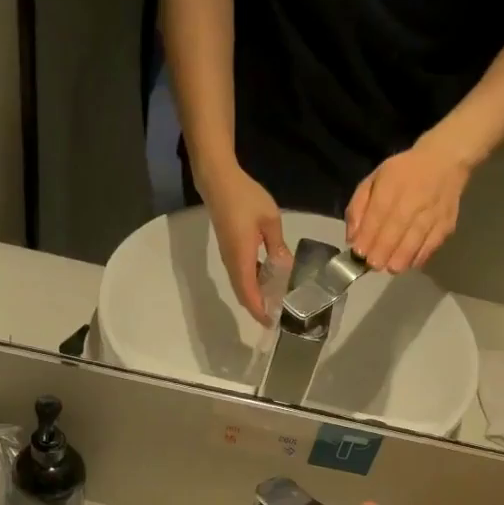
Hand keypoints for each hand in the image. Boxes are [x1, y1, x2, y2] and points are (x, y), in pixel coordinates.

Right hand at [202, 164, 289, 323]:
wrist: (217, 181)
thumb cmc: (245, 198)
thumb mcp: (270, 220)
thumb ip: (278, 246)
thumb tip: (286, 267)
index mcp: (242, 259)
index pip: (249, 295)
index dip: (260, 311)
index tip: (273, 323)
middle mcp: (233, 264)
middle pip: (243, 295)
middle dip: (259, 309)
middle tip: (279, 316)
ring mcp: (229, 258)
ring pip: (241, 286)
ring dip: (256, 297)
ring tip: (276, 302)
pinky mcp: (229, 251)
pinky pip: (241, 276)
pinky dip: (253, 284)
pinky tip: (268, 281)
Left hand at [345, 132, 473, 273]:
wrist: (445, 162)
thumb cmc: (403, 173)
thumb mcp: (374, 180)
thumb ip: (358, 208)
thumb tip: (352, 239)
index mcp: (392, 185)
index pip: (377, 215)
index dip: (367, 238)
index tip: (359, 254)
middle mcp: (413, 199)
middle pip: (395, 232)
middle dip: (381, 253)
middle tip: (373, 265)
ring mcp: (432, 213)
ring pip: (413, 243)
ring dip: (399, 260)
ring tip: (389, 268)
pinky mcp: (446, 224)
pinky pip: (431, 247)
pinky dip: (418, 258)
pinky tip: (407, 263)